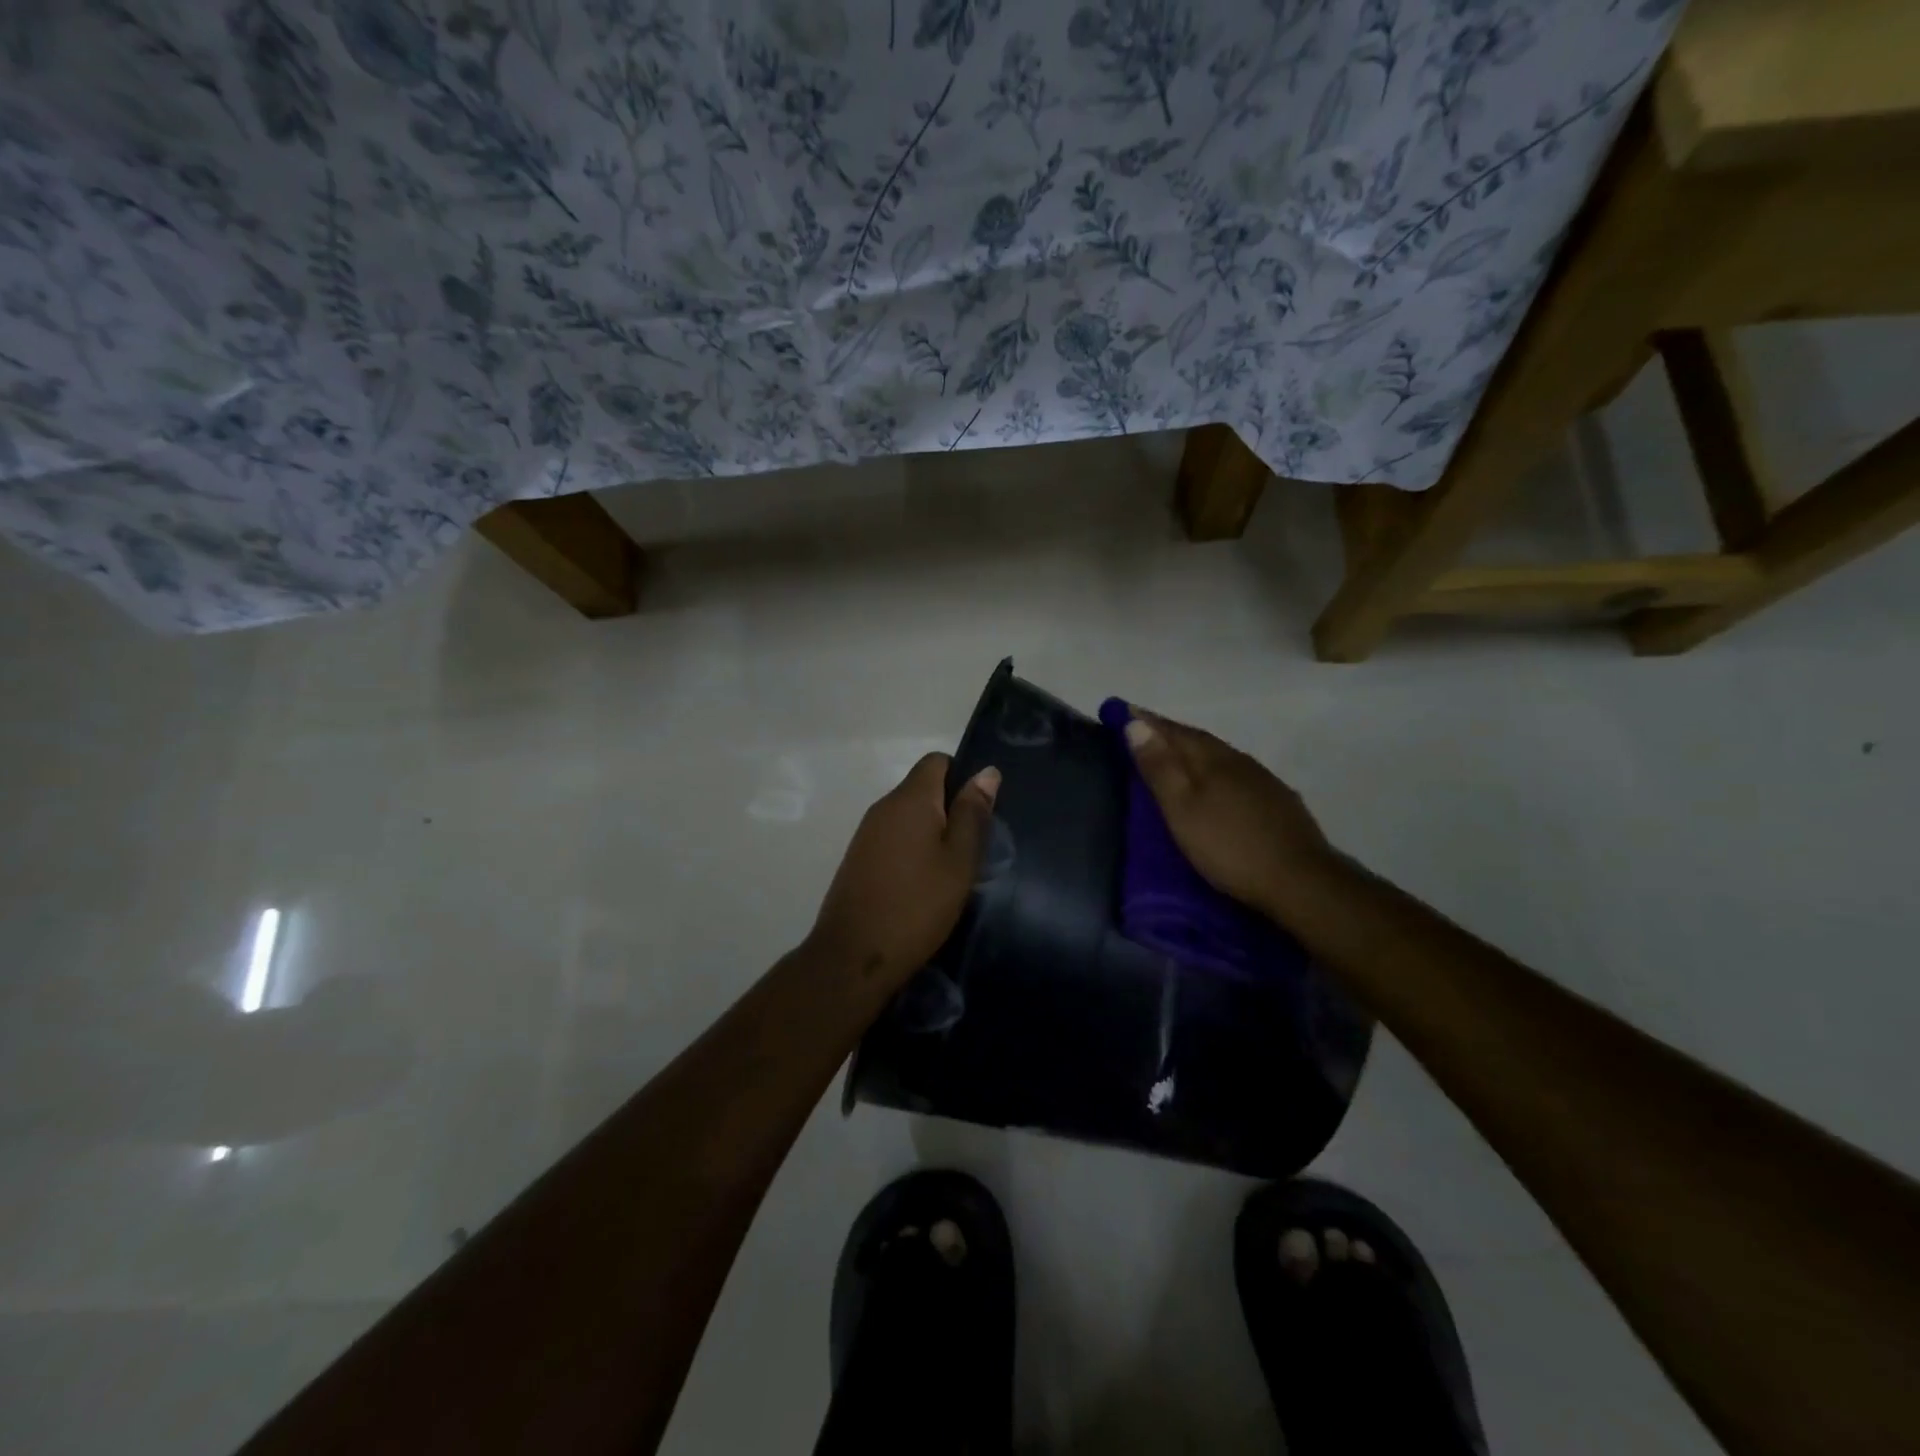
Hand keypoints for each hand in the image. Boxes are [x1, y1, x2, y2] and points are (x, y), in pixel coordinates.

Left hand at [809, 753, 1000, 983]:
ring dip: (932, 832)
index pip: (936, 761)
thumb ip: (973, 814)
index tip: (980, 811)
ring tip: (952, 870)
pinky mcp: (858, 858)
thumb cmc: (918, 905)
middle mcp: (883, 806)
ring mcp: (866, 833)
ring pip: (908, 816)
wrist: (854, 956)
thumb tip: (987, 771)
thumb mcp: (959, 861)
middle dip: (950, 809)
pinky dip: (912, 850)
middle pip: (922, 789)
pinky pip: (893, 838)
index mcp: (910, 799)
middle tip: (974, 847)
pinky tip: (924, 884)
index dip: (963, 776)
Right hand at [1121, 707, 1339, 925]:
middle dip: (1169, 733)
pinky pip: (1237, 775)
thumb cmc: (1229, 845)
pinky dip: (1216, 773)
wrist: (1301, 881)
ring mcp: (1263, 781)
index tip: (1123, 710)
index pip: (1173, 731)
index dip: (1146, 721)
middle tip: (1143, 731)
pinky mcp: (1278, 802)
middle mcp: (1238, 760)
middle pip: (1198, 740)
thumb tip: (1136, 725)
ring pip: (1220, 756)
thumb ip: (1160, 768)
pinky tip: (1216, 786)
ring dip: (1194, 752)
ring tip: (1174, 757)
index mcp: (1212, 759)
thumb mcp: (1182, 809)